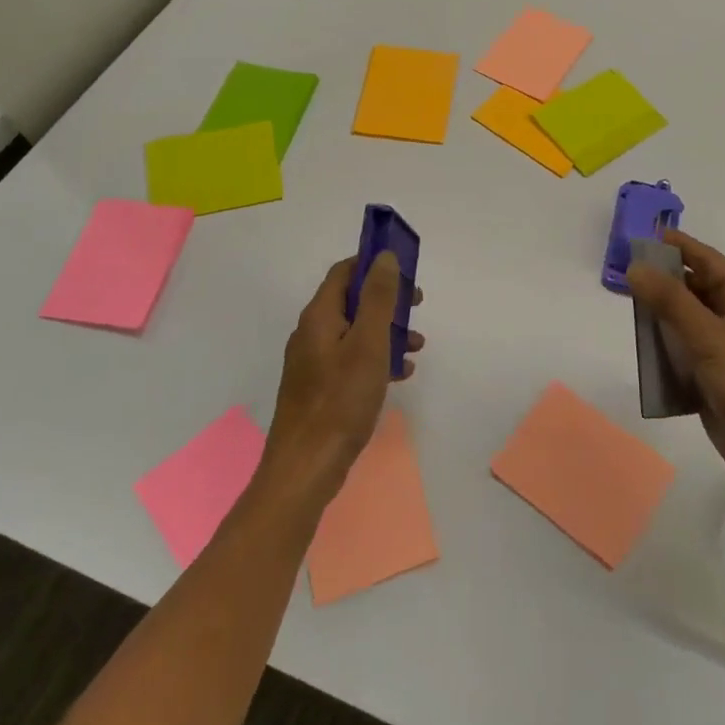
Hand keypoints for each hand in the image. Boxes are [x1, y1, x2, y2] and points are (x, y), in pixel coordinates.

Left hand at [259, 252, 422, 505]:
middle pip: (352, 301)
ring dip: (387, 331)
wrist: (306, 467)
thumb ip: (377, 298)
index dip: (373, 265)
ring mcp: (314, 362)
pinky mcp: (320, 388)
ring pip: (355, 332)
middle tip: (417, 306)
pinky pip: (352, 360)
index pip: (344, 272)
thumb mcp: (368, 343)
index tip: (405, 272)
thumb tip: (383, 256)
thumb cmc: (341, 400)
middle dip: (387, 301)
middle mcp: (312, 333)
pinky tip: (400, 375)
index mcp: (319, 316)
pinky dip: (377, 358)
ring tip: (417, 347)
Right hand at [627, 231, 724, 515]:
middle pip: (692, 288)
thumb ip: (670, 301)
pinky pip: (683, 354)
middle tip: (620, 275)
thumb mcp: (709, 337)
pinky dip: (664, 351)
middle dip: (660, 282)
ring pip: (684, 322)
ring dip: (658, 318)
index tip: (637, 237)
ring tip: (624, 311)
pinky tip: (641, 352)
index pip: (704, 258)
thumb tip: (635, 266)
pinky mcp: (714, 379)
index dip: (673, 245)